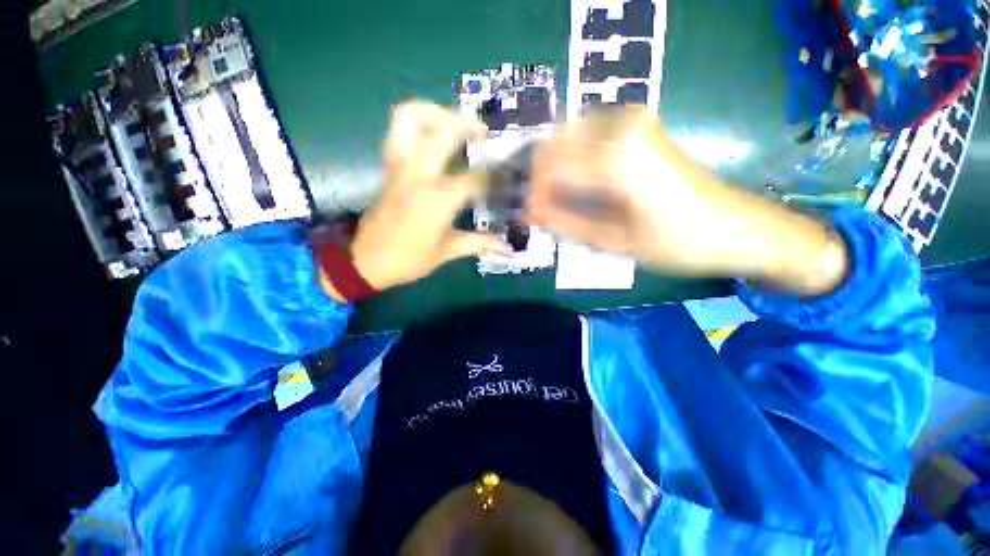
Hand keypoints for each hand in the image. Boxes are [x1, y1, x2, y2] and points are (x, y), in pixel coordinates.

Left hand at [321, 101, 508, 300]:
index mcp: (439, 199)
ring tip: (454, 122)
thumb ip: (478, 243)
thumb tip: (505, 246)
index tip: (503, 181)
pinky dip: (417, 122)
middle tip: (483, 133)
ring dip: (435, 112)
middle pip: (443, 133)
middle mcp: (419, 174)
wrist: (368, 260)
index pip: (474, 179)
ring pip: (411, 118)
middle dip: (467, 126)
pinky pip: (399, 130)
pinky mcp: (389, 166)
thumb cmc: (410, 258)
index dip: (492, 179)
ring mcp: (400, 166)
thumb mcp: (447, 252)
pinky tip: (432, 134)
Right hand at [527, 106, 847, 294]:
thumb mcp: (613, 242)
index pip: (548, 165)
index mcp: (617, 160)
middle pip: (554, 143)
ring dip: (557, 168)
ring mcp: (633, 120)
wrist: (736, 226)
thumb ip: (565, 223)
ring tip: (562, 200)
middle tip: (545, 209)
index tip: (532, 216)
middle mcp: (622, 127)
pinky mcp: (640, 124)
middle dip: (543, 178)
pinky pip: (587, 133)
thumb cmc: (677, 242)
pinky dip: (575, 158)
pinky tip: (583, 184)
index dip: (534, 192)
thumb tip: (529, 212)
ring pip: (568, 135)